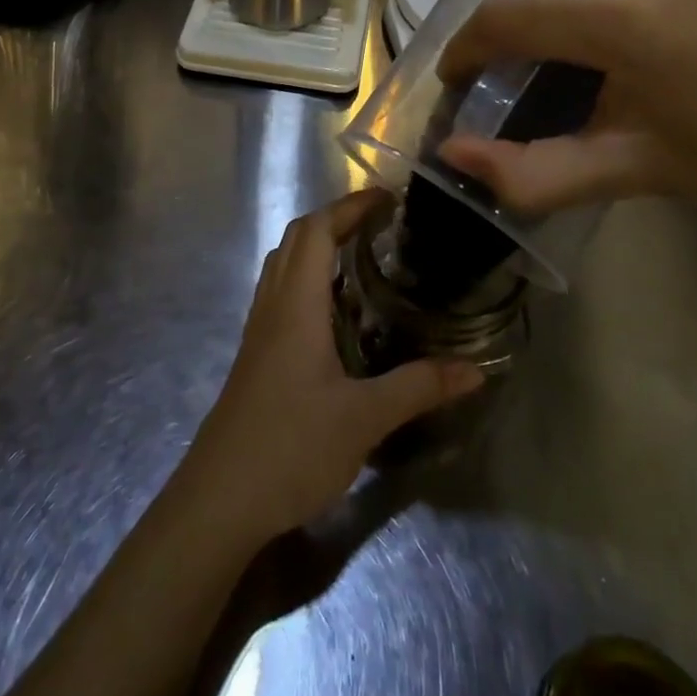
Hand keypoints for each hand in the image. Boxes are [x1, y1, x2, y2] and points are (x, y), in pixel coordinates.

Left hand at [183, 190, 484, 543]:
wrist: (220, 497)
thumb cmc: (291, 447)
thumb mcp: (364, 418)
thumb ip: (419, 387)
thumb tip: (476, 369)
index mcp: (296, 305)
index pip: (317, 231)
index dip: (350, 206)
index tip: (388, 198)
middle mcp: (272, 306)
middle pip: (296, 239)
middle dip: (336, 219)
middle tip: (380, 224)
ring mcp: (258, 330)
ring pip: (283, 265)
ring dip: (317, 246)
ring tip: (361, 256)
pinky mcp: (255, 355)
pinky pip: (280, 294)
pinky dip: (307, 279)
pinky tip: (334, 311)